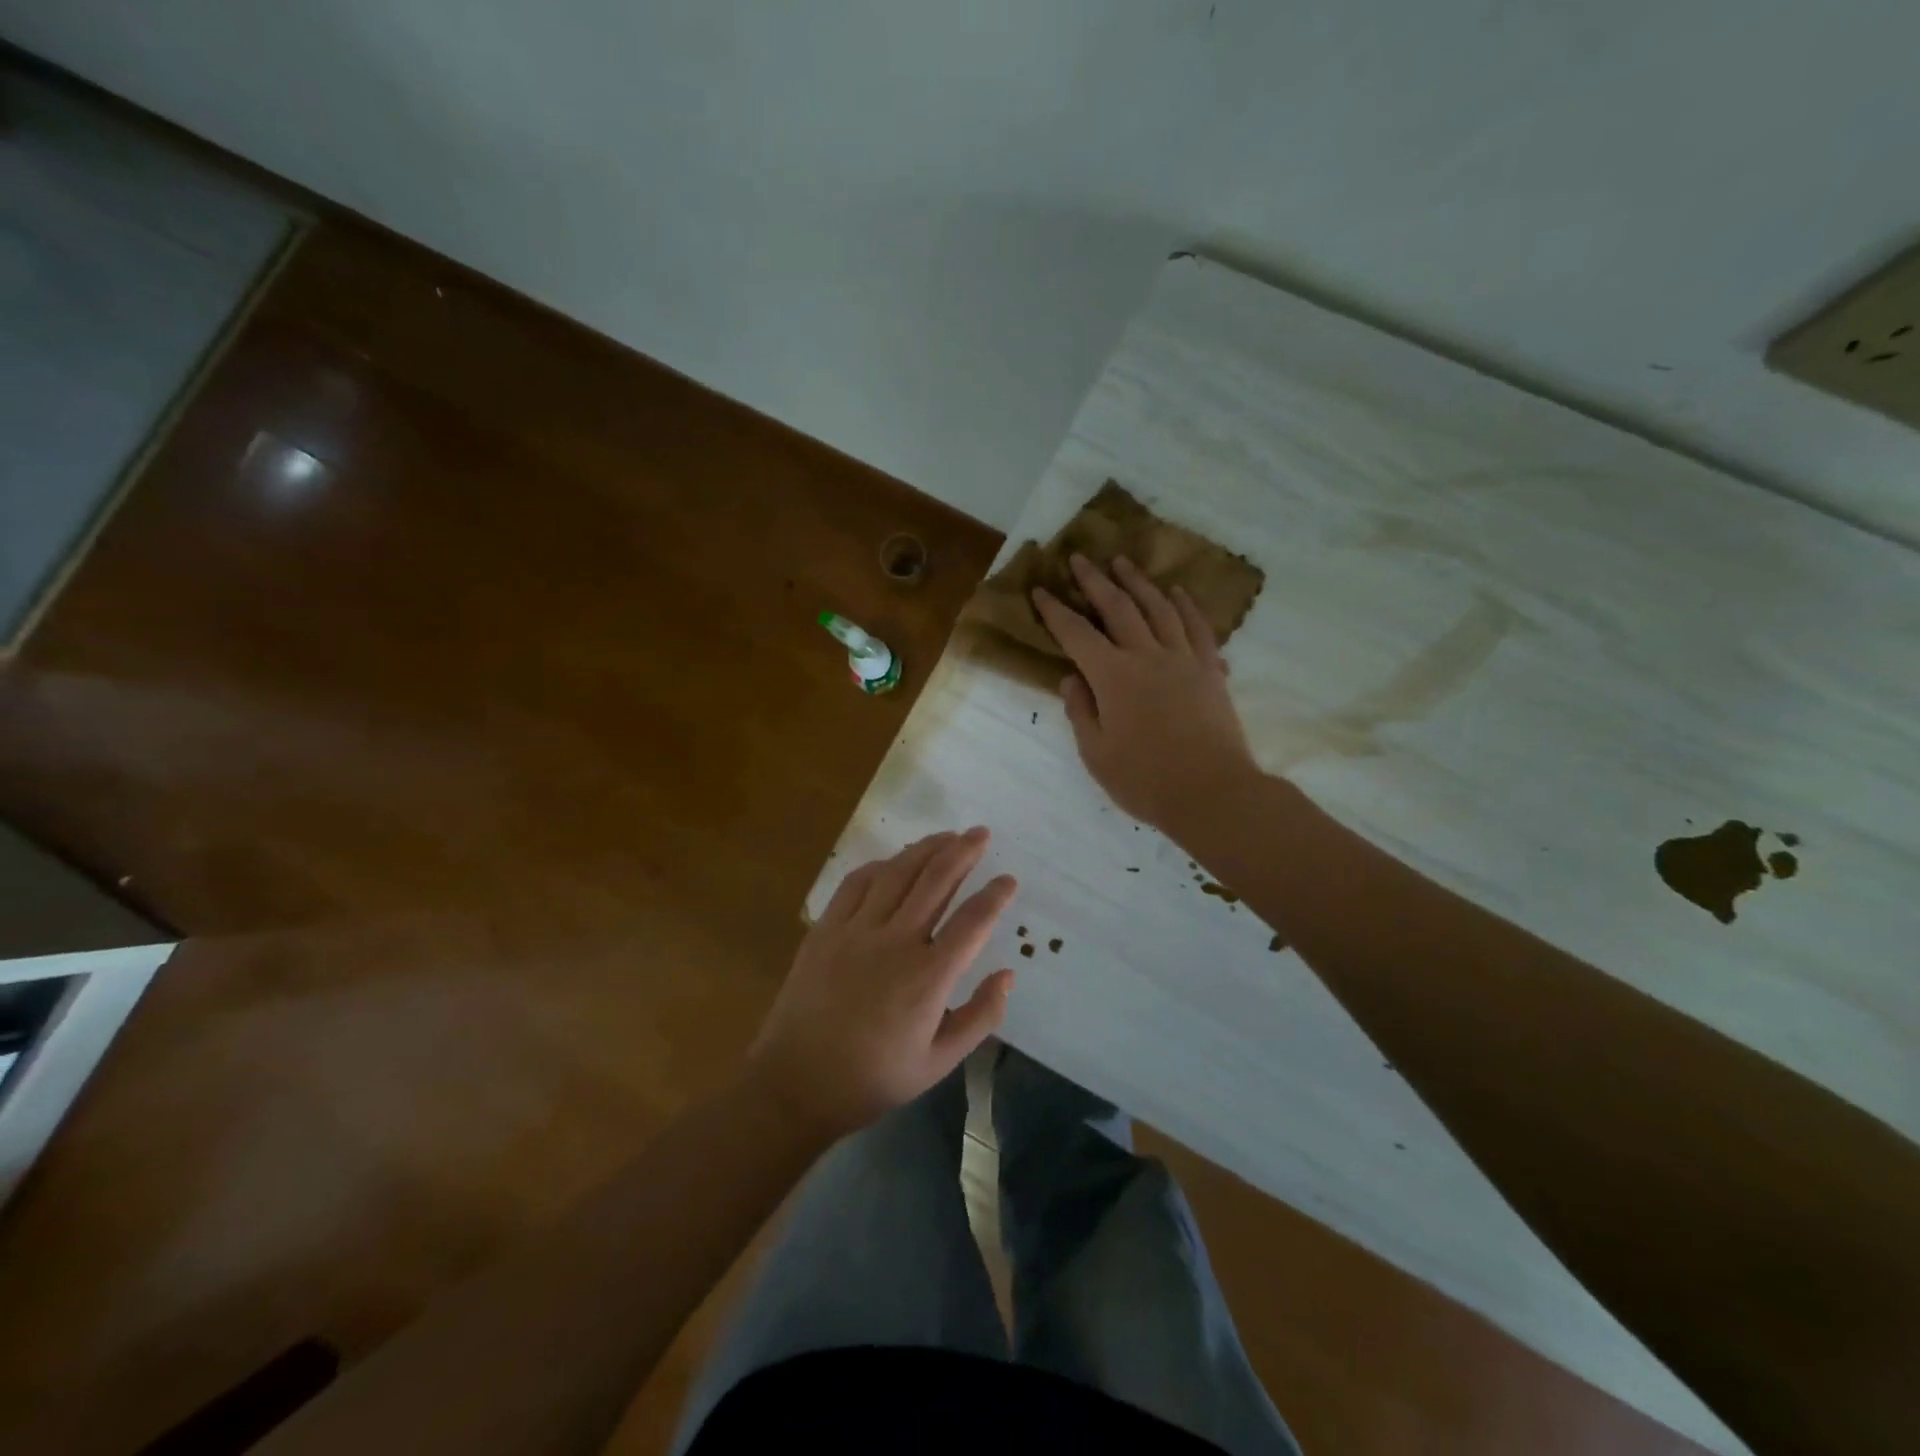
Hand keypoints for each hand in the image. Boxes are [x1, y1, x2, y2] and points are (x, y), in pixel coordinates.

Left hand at [747, 828, 1016, 1139]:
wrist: (796, 1084)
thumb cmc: (873, 1078)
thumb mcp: (938, 1063)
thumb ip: (980, 1017)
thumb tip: (1007, 974)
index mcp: (928, 977)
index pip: (973, 921)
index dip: (995, 895)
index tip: (1009, 879)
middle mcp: (896, 942)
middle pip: (936, 881)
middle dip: (963, 852)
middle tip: (980, 833)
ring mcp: (856, 930)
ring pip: (897, 873)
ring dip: (925, 849)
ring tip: (947, 835)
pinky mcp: (826, 929)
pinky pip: (856, 883)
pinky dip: (880, 865)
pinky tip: (894, 860)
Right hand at [1033, 554, 1259, 833]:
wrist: (1212, 792)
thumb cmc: (1145, 780)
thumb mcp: (1097, 754)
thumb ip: (1081, 711)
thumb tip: (1071, 679)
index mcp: (1113, 677)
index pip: (1076, 634)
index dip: (1055, 611)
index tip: (1040, 590)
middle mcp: (1147, 656)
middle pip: (1117, 607)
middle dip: (1095, 580)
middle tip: (1080, 557)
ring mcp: (1183, 659)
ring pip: (1158, 607)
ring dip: (1138, 582)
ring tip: (1123, 562)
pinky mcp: (1210, 669)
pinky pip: (1197, 626)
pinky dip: (1185, 605)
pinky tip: (1177, 592)